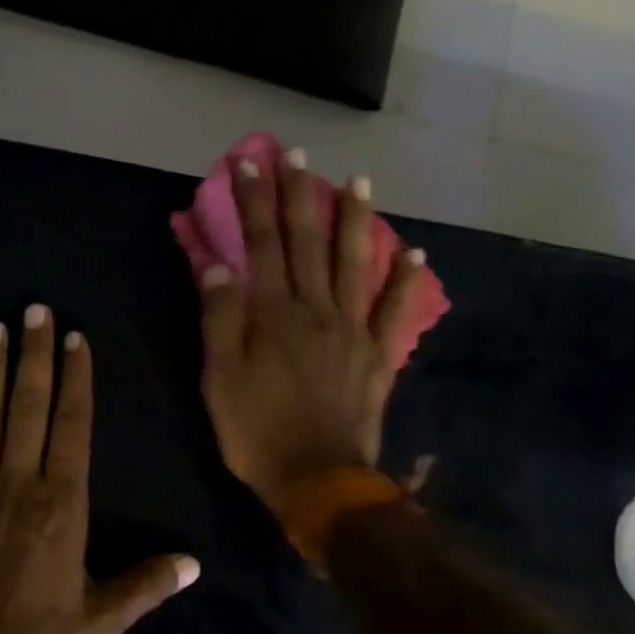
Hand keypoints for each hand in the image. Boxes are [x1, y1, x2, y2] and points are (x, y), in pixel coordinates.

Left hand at [0, 306, 200, 633]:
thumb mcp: (104, 618)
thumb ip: (148, 584)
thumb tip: (193, 564)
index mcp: (63, 503)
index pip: (73, 425)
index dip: (75, 379)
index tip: (75, 339)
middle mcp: (18, 484)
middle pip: (28, 407)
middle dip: (33, 354)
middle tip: (33, 309)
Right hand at [199, 152, 428, 514]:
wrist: (318, 480)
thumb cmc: (258, 431)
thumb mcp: (220, 379)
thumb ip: (221, 319)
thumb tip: (220, 264)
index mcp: (274, 314)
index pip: (261, 244)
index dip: (254, 201)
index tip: (247, 162)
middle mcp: (316, 309)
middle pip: (306, 241)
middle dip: (298, 194)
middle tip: (296, 154)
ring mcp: (353, 330)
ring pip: (353, 262)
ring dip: (354, 219)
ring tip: (357, 181)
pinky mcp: (378, 355)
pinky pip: (395, 311)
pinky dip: (405, 281)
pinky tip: (414, 253)